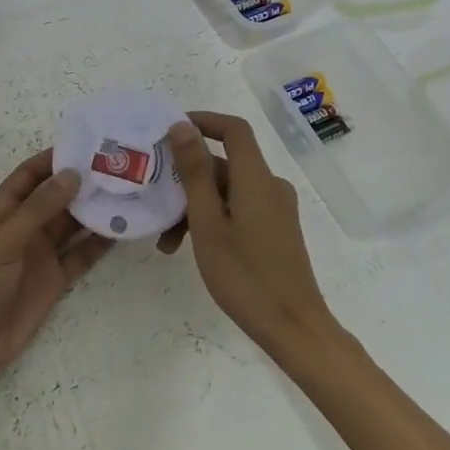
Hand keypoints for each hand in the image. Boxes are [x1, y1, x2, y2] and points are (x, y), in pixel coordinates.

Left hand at [0, 151, 106, 387]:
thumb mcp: (5, 240)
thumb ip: (39, 208)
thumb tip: (73, 174)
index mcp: (3, 209)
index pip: (31, 174)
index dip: (55, 158)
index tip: (88, 143)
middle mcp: (24, 225)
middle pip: (57, 196)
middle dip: (83, 182)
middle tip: (118, 166)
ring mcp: (41, 252)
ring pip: (72, 224)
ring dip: (95, 210)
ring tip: (127, 192)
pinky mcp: (54, 279)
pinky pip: (81, 254)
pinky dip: (99, 243)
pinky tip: (122, 230)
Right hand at [163, 113, 335, 357]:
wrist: (294, 328)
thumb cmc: (244, 276)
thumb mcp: (207, 223)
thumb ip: (195, 172)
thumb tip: (182, 126)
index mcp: (257, 179)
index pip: (234, 129)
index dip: (203, 121)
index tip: (169, 131)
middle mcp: (270, 186)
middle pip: (225, 164)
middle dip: (187, 178)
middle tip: (155, 201)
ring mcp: (275, 209)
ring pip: (228, 191)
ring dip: (195, 206)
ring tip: (167, 241)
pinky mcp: (276, 230)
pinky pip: (239, 209)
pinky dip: (214, 219)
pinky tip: (191, 247)